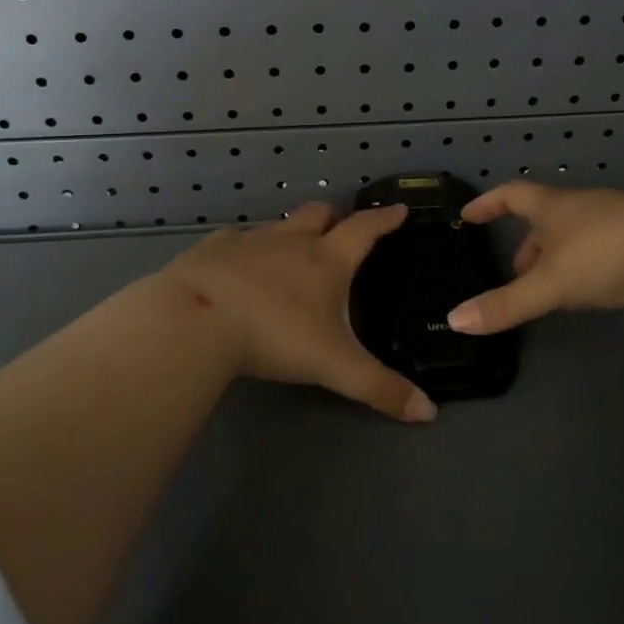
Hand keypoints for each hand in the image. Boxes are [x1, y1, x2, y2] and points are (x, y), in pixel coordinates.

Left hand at [161, 202, 436, 422]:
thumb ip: (380, 388)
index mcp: (327, 260)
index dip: (385, 219)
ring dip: (292, 231)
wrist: (195, 319)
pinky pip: (237, 237)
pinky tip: (239, 262)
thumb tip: (429, 413)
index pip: (365, 230)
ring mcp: (250, 240)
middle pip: (320, 214)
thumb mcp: (333, 366)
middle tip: (341, 229)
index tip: (398, 210)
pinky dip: (247, 245)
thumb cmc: (273, 335)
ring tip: (292, 250)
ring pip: (280, 224)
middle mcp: (292, 241)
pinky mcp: (213, 248)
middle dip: (335, 217)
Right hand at [446, 182, 623, 334]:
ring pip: (576, 232)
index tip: (469, 214)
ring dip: (558, 255)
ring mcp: (617, 218)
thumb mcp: (549, 284)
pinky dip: (588, 262)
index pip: (511, 196)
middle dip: (527, 243)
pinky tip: (595, 286)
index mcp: (554, 207)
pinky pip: (604, 244)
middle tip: (515, 273)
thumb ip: (505, 304)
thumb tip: (455, 320)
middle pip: (545, 217)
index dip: (488, 204)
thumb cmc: (604, 256)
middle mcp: (583, 206)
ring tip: (552, 286)